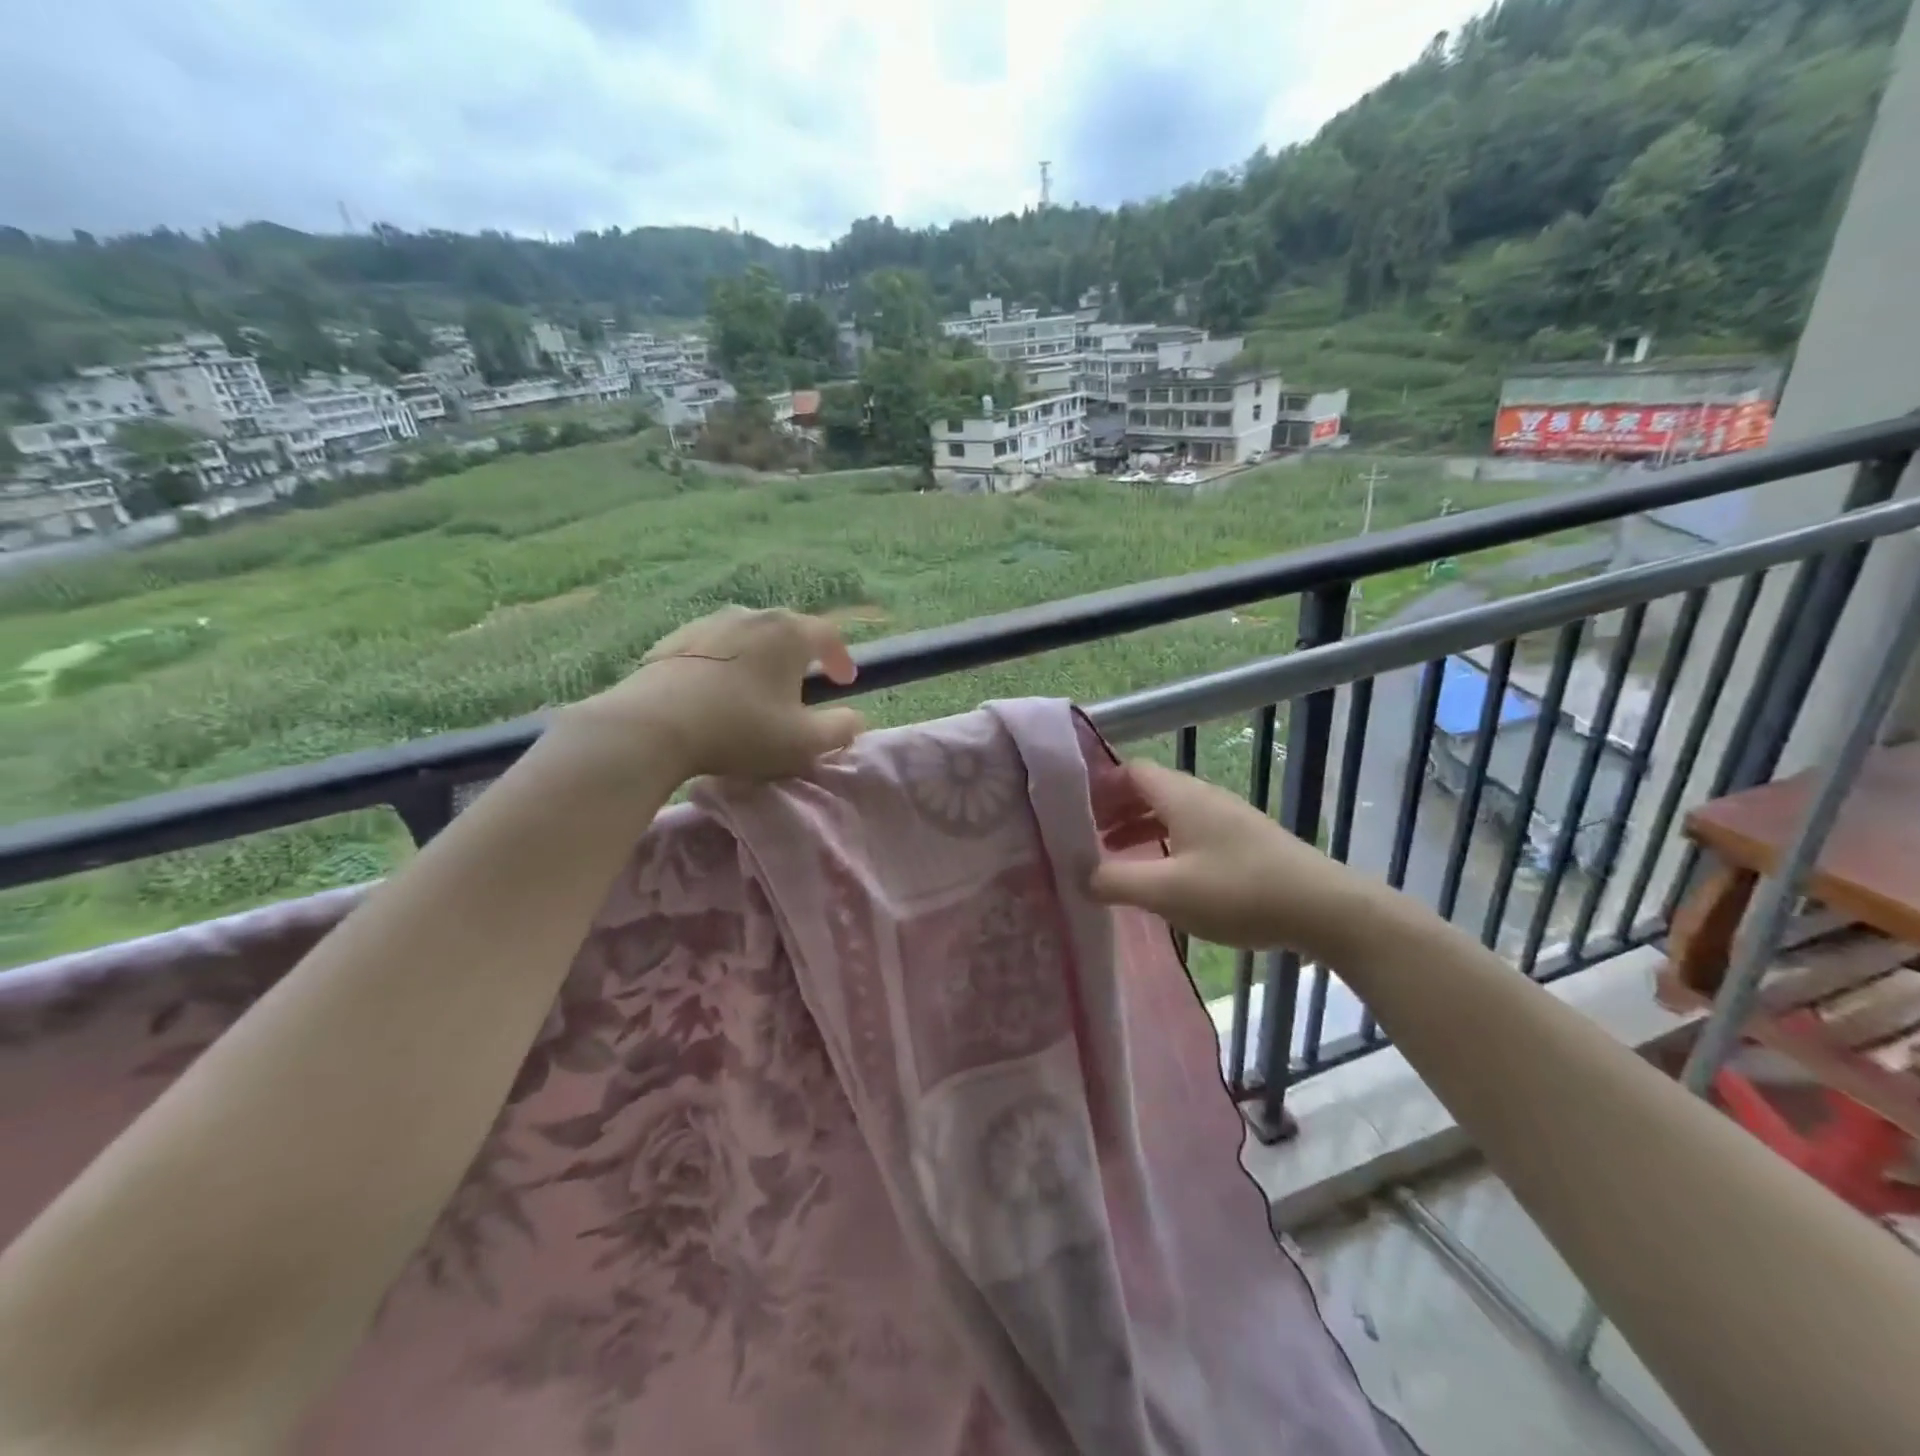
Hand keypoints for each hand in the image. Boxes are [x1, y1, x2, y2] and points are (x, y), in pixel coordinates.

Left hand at [560, 606, 865, 783]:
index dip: (842, 658)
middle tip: (805, 683)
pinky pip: (713, 647)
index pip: (829, 634)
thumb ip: (841, 729)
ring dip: (761, 657)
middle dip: (802, 654)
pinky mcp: (673, 641)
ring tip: (759, 686)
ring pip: (748, 635)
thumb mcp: (804, 742)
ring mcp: (708, 624)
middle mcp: (751, 617)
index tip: (845, 681)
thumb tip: (856, 719)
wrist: (653, 726)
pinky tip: (717, 691)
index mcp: (789, 633)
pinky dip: (726, 663)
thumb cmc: (741, 730)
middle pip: (788, 629)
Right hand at [1088, 759, 1378, 964]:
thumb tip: (1079, 874)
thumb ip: (1116, 880)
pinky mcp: (1242, 842)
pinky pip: (1189, 832)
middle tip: (1085, 839)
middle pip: (1147, 790)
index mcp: (1181, 796)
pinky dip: (1163, 844)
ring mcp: (1226, 818)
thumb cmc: (1238, 891)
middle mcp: (1202, 797)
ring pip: (1169, 813)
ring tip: (1114, 860)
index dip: (1098, 786)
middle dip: (1113, 811)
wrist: (1323, 909)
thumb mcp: (1166, 890)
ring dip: (1138, 830)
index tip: (1072, 813)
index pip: (1129, 770)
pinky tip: (1160, 876)